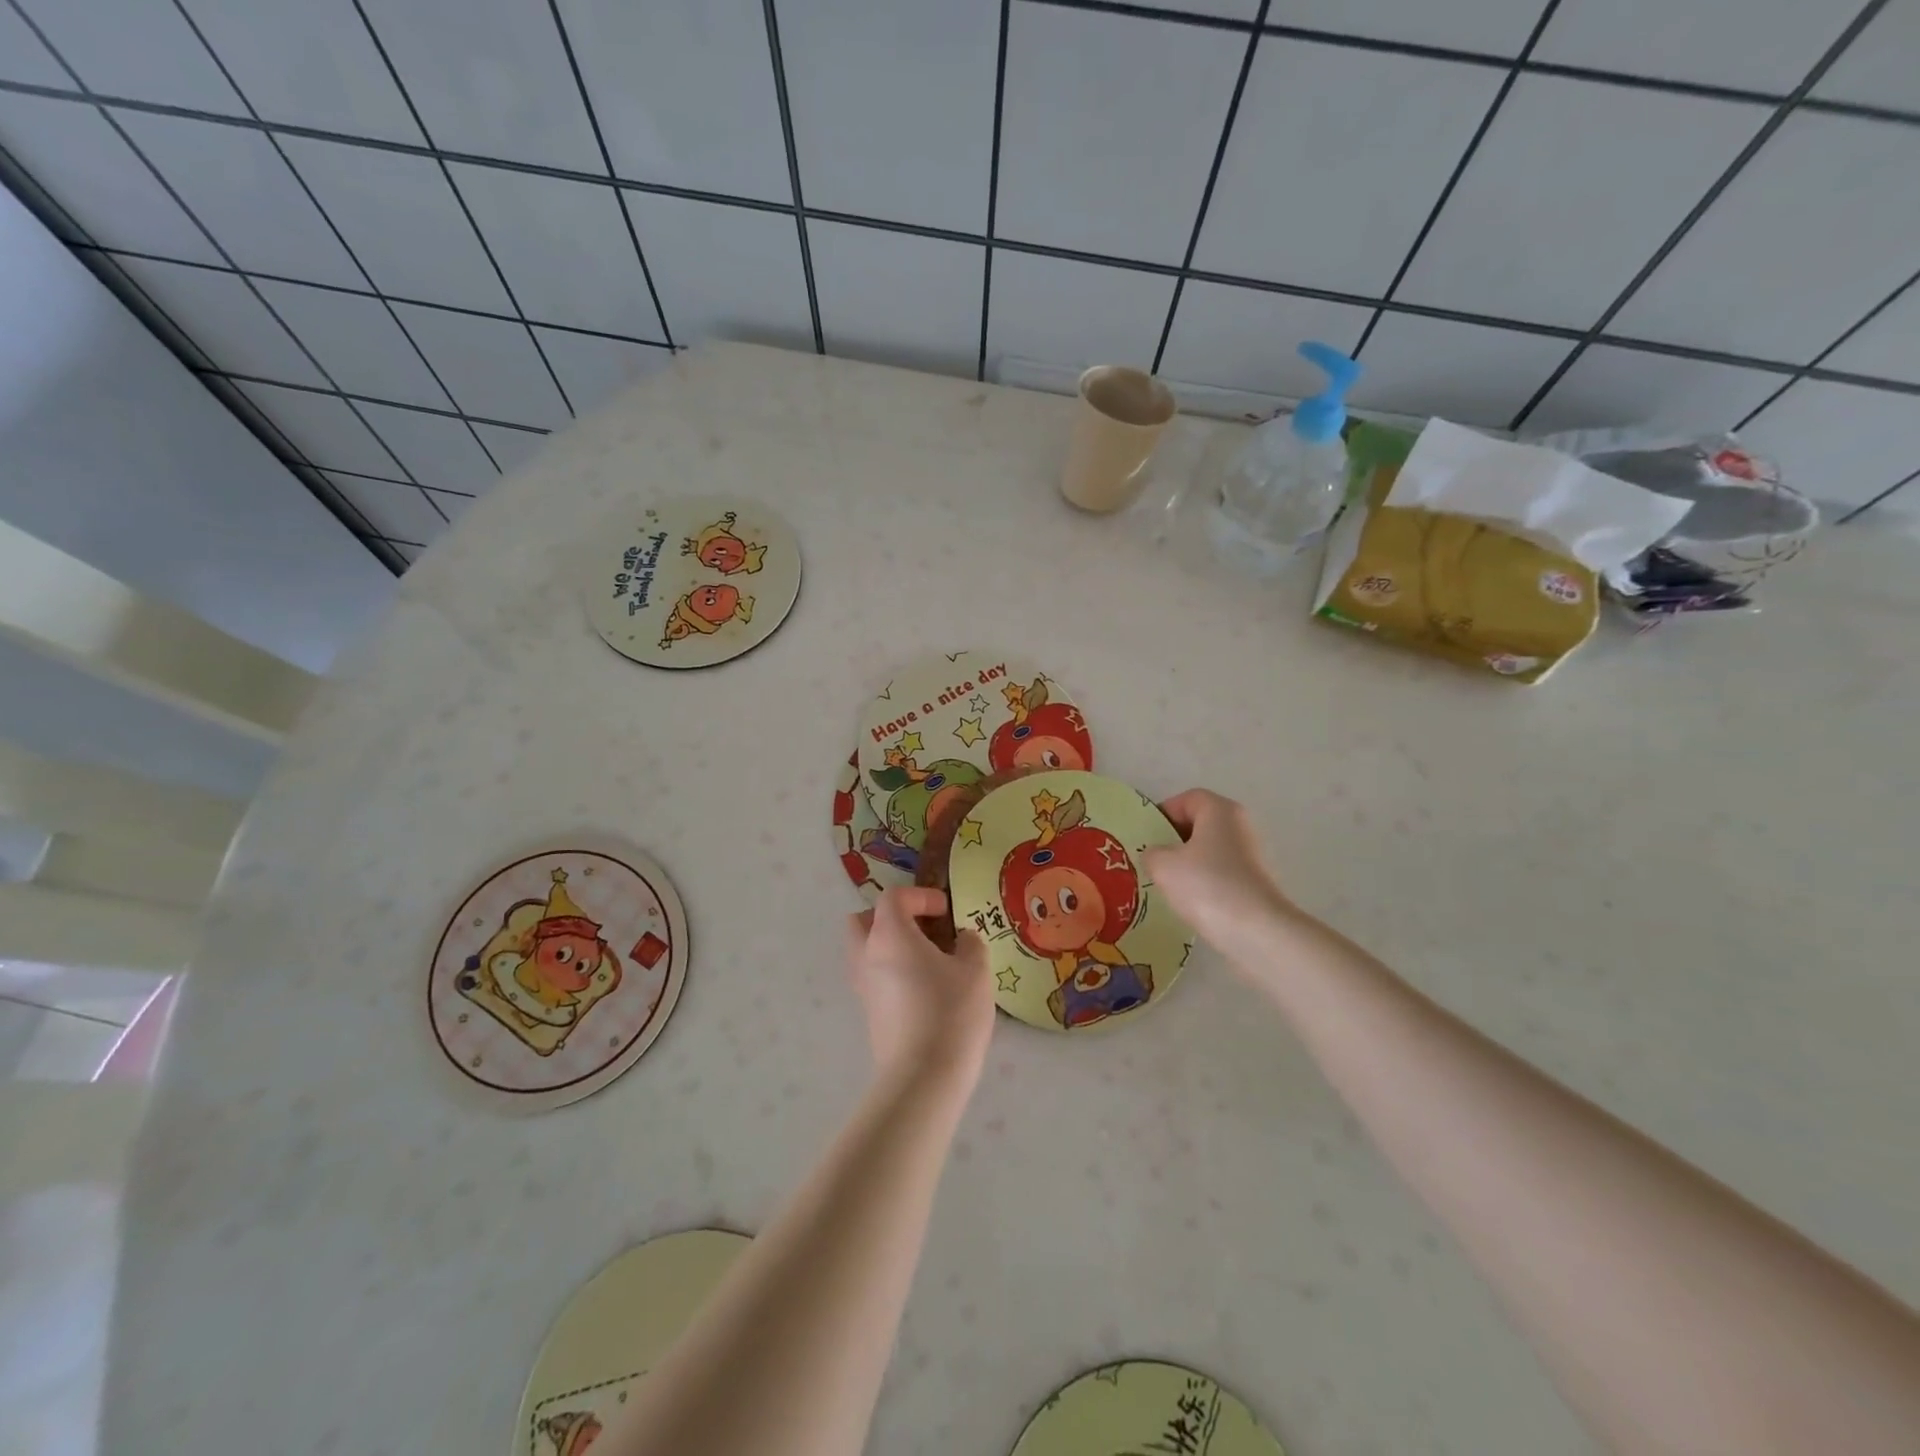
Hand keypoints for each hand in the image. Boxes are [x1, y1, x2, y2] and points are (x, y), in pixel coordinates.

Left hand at [845, 888, 994, 1089]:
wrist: (923, 1078)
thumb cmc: (950, 1012)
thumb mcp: (975, 970)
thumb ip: (970, 944)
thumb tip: (962, 938)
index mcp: (889, 935)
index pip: (893, 897)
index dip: (921, 896)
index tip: (947, 912)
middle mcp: (867, 955)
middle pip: (864, 921)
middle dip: (892, 918)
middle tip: (923, 930)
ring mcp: (864, 987)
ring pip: (865, 951)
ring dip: (890, 946)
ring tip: (927, 960)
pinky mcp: (869, 1014)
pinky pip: (874, 978)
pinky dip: (892, 972)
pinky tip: (924, 988)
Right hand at [1143, 789, 1297, 954]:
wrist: (1256, 932)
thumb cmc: (1206, 886)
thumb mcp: (1163, 865)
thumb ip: (1151, 852)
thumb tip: (1156, 855)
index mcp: (1220, 810)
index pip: (1187, 799)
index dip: (1163, 813)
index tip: (1146, 836)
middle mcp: (1239, 826)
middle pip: (1200, 823)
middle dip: (1173, 839)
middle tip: (1151, 859)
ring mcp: (1251, 855)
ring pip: (1209, 850)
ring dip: (1187, 864)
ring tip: (1166, 884)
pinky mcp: (1255, 883)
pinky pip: (1220, 873)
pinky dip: (1203, 883)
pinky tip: (1189, 902)